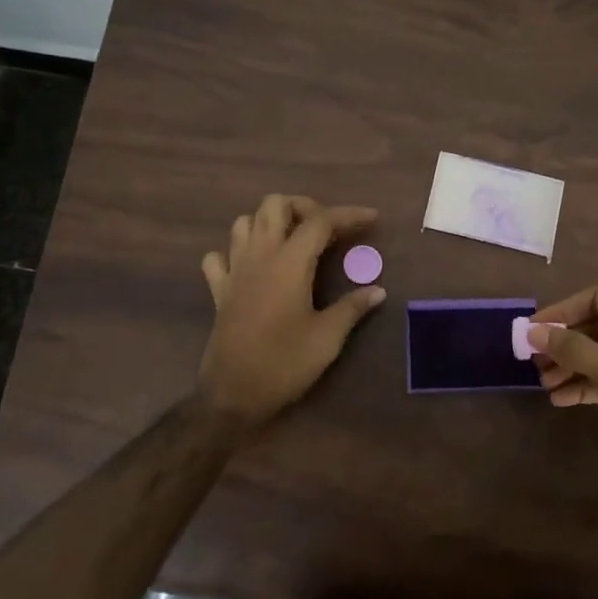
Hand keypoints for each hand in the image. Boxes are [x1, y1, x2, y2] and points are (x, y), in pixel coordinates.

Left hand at [198, 194, 385, 425]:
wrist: (233, 394)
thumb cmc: (284, 363)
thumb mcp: (328, 338)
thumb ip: (352, 308)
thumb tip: (378, 291)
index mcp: (289, 263)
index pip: (320, 221)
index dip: (348, 214)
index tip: (372, 218)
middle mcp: (259, 256)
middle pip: (275, 204)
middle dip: (303, 207)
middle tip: (326, 229)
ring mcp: (234, 271)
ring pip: (244, 222)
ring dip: (269, 222)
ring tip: (293, 241)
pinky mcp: (219, 291)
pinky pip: (219, 256)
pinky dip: (235, 251)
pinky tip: (252, 266)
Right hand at [528, 285, 597, 497]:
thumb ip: (572, 349)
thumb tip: (533, 331)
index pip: (597, 298)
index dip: (564, 309)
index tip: (535, 328)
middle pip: (595, 326)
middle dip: (563, 342)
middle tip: (533, 359)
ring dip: (570, 366)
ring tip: (544, 384)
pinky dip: (584, 386)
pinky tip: (561, 400)